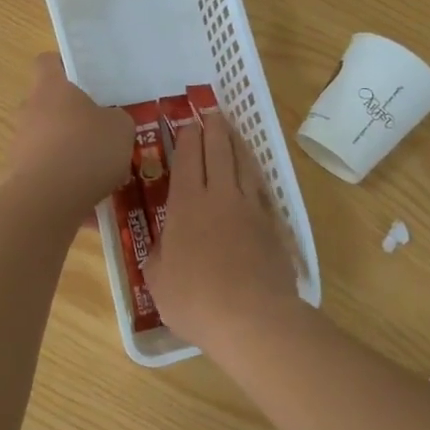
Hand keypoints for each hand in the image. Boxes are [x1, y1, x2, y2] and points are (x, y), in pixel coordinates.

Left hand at [6, 53, 134, 215]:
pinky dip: (61, 178)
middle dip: (69, 115)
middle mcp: (29, 109)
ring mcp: (20, 143)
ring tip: (95, 169)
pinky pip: (45, 169)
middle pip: (47, 103)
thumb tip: (110, 120)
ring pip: (46, 138)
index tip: (86, 81)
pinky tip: (85, 195)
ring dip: (65, 148)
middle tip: (98, 130)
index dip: (65, 67)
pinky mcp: (17, 174)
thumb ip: (116, 118)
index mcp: (52, 87)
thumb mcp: (121, 128)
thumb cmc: (87, 149)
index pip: (48, 62)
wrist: (48, 199)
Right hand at [145, 111, 299, 346]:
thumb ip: (159, 254)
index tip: (186, 123)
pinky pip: (261, 189)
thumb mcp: (158, 279)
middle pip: (218, 151)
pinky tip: (254, 174)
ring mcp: (249, 208)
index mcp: (186, 204)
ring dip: (236, 143)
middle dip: (213, 129)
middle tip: (211, 112)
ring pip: (244, 164)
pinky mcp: (272, 225)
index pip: (187, 159)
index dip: (186, 138)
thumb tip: (163, 245)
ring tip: (232, 131)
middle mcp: (219, 196)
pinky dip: (255, 174)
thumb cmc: (194, 299)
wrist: (251, 316)